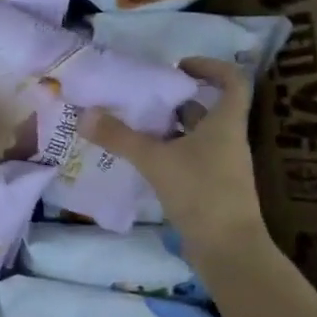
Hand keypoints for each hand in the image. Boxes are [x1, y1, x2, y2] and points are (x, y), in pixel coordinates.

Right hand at [79, 56, 265, 250]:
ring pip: (195, 135)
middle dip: (175, 100)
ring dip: (168, 128)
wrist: (229, 250)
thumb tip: (84, 114)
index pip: (232, 82)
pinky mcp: (211, 188)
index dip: (210, 67)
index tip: (179, 66)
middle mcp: (227, 140)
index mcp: (224, 124)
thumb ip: (119, 137)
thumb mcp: (155, 160)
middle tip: (142, 96)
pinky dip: (168, 152)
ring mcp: (221, 166)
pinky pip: (189, 158)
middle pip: (207, 108)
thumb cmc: (201, 193)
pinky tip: (142, 159)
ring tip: (134, 125)